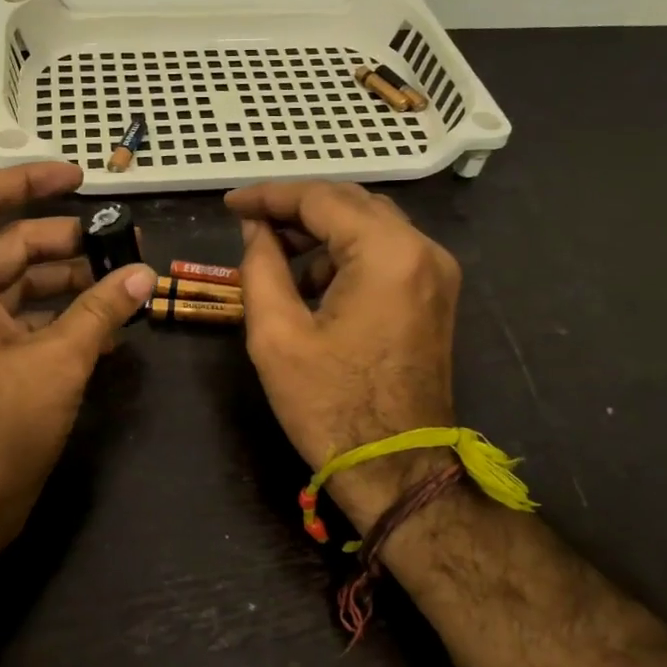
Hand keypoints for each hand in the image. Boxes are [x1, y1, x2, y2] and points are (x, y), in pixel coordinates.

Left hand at [0, 163, 154, 564]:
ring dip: (71, 282)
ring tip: (127, 285)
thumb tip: (144, 274)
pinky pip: (22, 322)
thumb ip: (101, 312)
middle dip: (69, 241)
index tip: (80, 178)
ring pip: (21, 285)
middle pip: (11, 245)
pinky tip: (107, 328)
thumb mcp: (56, 363)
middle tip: (125, 243)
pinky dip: (61, 318)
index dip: (29, 180)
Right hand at [226, 181, 462, 527]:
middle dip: (295, 209)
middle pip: (350, 204)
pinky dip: (346, 255)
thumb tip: (256, 228)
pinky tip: (313, 284)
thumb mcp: (276, 334)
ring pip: (369, 226)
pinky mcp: (435, 295)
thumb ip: (260, 265)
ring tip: (274, 256)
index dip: (269, 196)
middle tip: (248, 223)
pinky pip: (385, 253)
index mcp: (387, 253)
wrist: (398, 471)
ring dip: (320, 233)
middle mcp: (422, 250)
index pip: (321, 199)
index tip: (230, 204)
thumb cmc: (331, 406)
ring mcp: (436, 272)